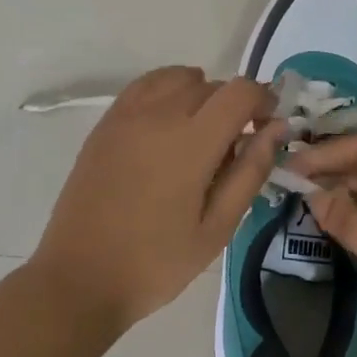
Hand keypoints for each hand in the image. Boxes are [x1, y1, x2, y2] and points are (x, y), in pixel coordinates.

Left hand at [30, 66, 283, 335]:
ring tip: (201, 132)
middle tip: (235, 146)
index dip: (262, 100)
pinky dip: (167, 90)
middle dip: (233, 105)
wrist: (80, 277)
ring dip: (200, 94)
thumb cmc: (156, 262)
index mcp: (191, 142)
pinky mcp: (106, 124)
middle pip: (211, 85)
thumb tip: (276, 129)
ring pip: (177, 79)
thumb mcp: (217, 228)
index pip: (239, 92)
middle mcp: (159, 115)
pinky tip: (168, 123)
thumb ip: (250, 171)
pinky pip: (145, 86)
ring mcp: (127, 115)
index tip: (267, 127)